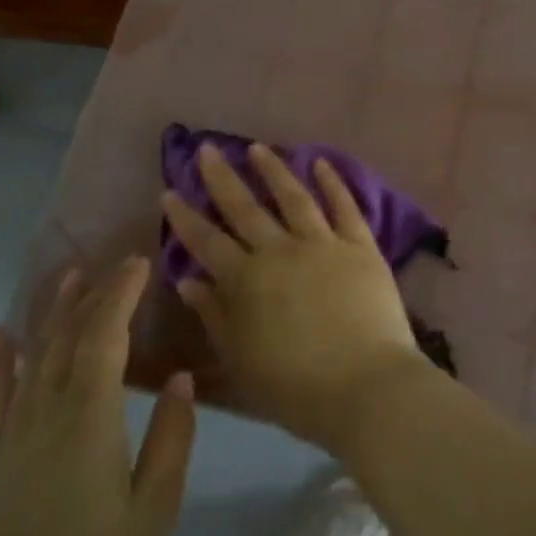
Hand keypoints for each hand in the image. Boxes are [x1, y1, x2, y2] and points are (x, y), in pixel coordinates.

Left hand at [0, 258, 194, 535]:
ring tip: (69, 275)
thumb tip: (179, 378)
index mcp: (89, 422)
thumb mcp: (156, 511)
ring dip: (53, 313)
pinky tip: (2, 335)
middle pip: (69, 339)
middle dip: (94, 295)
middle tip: (118, 261)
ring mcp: (17, 437)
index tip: (141, 262)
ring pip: (35, 358)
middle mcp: (47, 416)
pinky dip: (0, 362)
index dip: (121, 295)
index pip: (104, 339)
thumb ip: (171, 440)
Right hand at [160, 144, 430, 452]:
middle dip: (222, 178)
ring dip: (273, 169)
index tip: (170, 190)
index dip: (186, 217)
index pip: (207, 241)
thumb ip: (214, 315)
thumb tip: (188, 279)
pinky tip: (320, 162)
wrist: (365, 387)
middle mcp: (280, 251)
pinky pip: (344, 207)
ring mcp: (323, 244)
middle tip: (207, 149)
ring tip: (256, 148)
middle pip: (245, 208)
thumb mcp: (241, 360)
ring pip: (293, 197)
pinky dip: (332, 182)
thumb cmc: (295, 387)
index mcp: (247, 281)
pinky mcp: (360, 246)